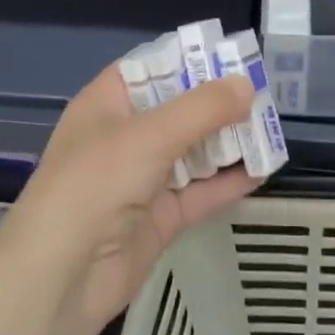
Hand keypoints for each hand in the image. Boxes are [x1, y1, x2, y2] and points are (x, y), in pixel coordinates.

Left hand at [0, 63, 259, 334]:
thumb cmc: (97, 183)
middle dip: (218, 102)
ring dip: (228, 141)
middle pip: (178, 109)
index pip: (152, 68)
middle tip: (265, 93)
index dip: (189, 60)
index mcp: (108, 104)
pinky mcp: (160, 217)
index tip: (233, 57)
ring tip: (272, 128)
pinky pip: (201, 191)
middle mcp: (125, 137)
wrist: (63, 277)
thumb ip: (203, 108)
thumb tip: (247, 84)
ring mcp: (142, 178)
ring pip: (193, 151)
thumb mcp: (150, 135)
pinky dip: (229, 181)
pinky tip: (263, 170)